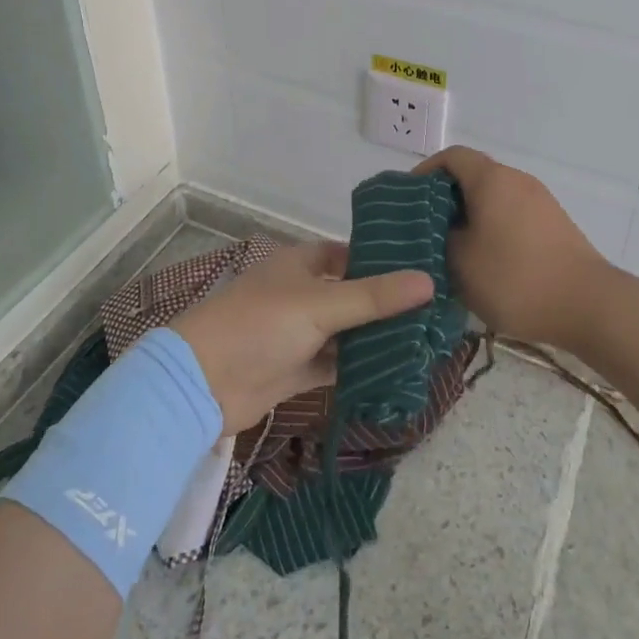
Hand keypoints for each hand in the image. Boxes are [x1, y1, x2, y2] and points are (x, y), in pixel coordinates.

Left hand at [168, 242, 433, 433]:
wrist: (202, 384)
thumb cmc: (259, 325)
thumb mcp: (319, 305)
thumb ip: (374, 297)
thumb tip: (429, 281)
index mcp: (301, 263)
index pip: (350, 254)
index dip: (382, 260)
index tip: (425, 268)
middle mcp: (302, 294)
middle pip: (352, 295)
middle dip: (387, 304)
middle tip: (437, 311)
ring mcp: (298, 333)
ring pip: (346, 332)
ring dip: (377, 339)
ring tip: (427, 342)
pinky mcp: (296, 369)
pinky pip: (336, 364)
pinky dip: (360, 368)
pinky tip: (396, 373)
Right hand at [416, 146, 610, 348]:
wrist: (590, 305)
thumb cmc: (516, 279)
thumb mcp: (460, 262)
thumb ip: (440, 237)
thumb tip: (438, 229)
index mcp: (491, 179)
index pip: (451, 157)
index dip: (424, 172)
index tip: (407, 200)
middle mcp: (517, 180)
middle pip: (472, 175)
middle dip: (444, 199)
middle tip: (424, 230)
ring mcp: (540, 201)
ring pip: (493, 198)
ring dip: (469, 216)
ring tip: (451, 249)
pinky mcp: (554, 224)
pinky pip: (512, 214)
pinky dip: (492, 228)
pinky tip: (485, 262)